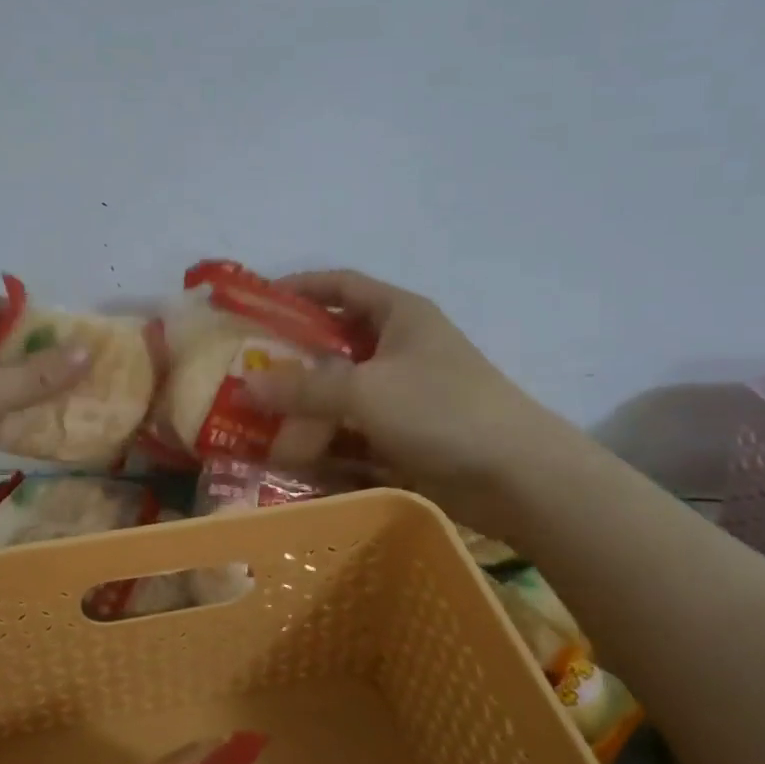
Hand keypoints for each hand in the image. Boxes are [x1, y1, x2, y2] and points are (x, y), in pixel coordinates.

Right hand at [245, 270, 565, 533]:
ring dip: (303, 404)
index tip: (255, 301)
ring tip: (254, 417)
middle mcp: (400, 347)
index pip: (341, 285)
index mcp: (399, 315)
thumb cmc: (442, 410)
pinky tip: (289, 455)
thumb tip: (247, 383)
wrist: (519, 478)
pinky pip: (353, 429)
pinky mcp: (405, 435)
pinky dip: (325, 439)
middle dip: (290, 355)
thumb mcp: (366, 391)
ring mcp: (404, 394)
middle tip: (244, 367)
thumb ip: (304, 387)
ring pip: (341, 391)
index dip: (298, 287)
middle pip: (335, 341)